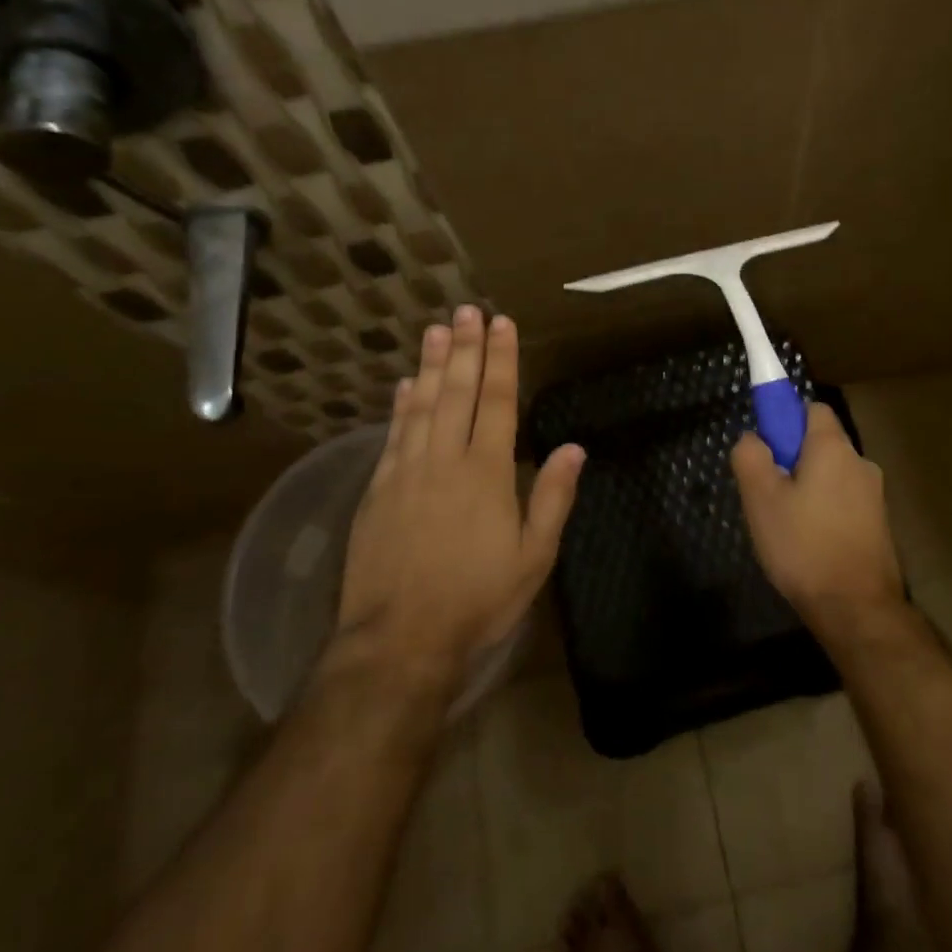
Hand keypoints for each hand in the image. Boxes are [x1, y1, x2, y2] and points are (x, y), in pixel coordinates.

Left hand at [332, 307, 584, 686]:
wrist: (399, 640)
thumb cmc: (477, 599)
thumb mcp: (533, 557)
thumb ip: (552, 498)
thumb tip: (574, 448)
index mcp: (487, 472)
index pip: (496, 402)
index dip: (501, 360)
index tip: (503, 324)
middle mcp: (445, 459)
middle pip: (457, 392)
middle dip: (465, 348)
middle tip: (467, 310)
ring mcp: (406, 472)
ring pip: (421, 404)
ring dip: (431, 364)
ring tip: (436, 329)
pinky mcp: (378, 490)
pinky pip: (392, 435)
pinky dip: (400, 405)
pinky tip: (405, 384)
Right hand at [731, 402, 902, 639]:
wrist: (856, 608)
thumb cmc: (803, 545)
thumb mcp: (760, 498)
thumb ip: (750, 456)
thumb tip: (752, 437)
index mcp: (833, 447)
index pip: (812, 408)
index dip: (785, 419)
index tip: (766, 447)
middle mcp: (860, 462)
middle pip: (821, 443)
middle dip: (792, 458)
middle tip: (767, 492)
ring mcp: (874, 495)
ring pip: (831, 475)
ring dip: (808, 487)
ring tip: (785, 524)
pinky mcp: (879, 525)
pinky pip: (843, 501)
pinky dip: (824, 511)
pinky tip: (808, 543)